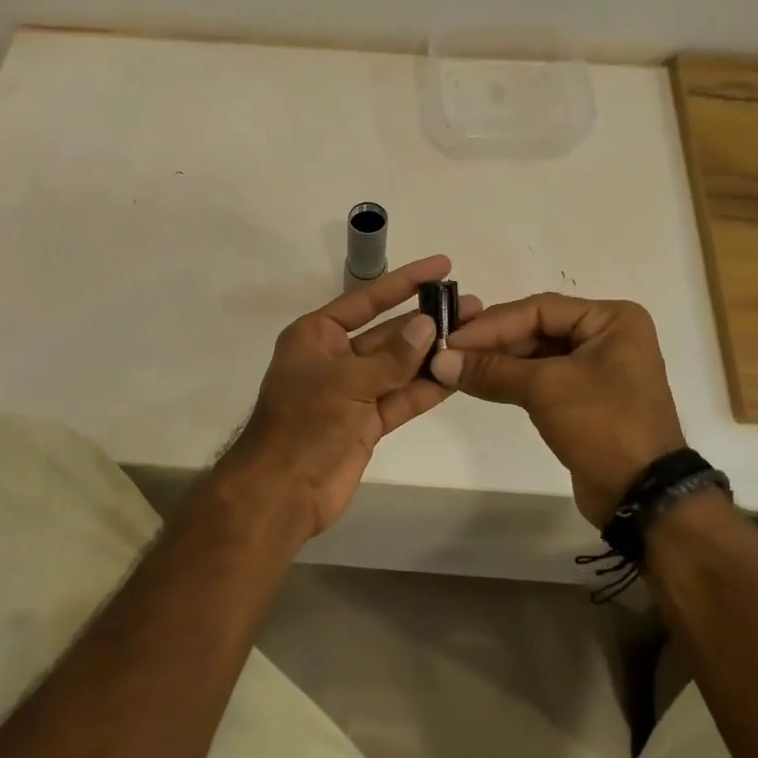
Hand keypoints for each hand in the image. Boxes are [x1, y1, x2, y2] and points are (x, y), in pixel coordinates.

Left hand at [222, 256, 480, 537]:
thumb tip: (429, 325)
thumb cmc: (304, 423)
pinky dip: (426, 388)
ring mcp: (352, 392)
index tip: (442, 266)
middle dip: (428, 320)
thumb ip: (392, 357)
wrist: (283, 491)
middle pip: (388, 332)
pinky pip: (401, 398)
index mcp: (317, 335)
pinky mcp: (366, 423)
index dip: (405, 281)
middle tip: (472, 306)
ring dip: (433, 354)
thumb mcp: (347, 382)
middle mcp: (335, 358)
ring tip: (475, 335)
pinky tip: (458, 374)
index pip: (367, 299)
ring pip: (398, 366)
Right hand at [429, 294, 684, 524]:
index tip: (451, 338)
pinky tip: (478, 383)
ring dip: (497, 361)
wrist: (641, 494)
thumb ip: (491, 370)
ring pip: (536, 354)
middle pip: (536, 328)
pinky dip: (511, 380)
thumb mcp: (545, 389)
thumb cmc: (603, 425)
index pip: (539, 309)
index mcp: (611, 319)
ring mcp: (597, 367)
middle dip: (492, 342)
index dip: (492, 324)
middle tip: (448, 352)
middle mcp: (606, 335)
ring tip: (455, 368)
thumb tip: (439, 361)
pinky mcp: (584, 397)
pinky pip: (541, 377)